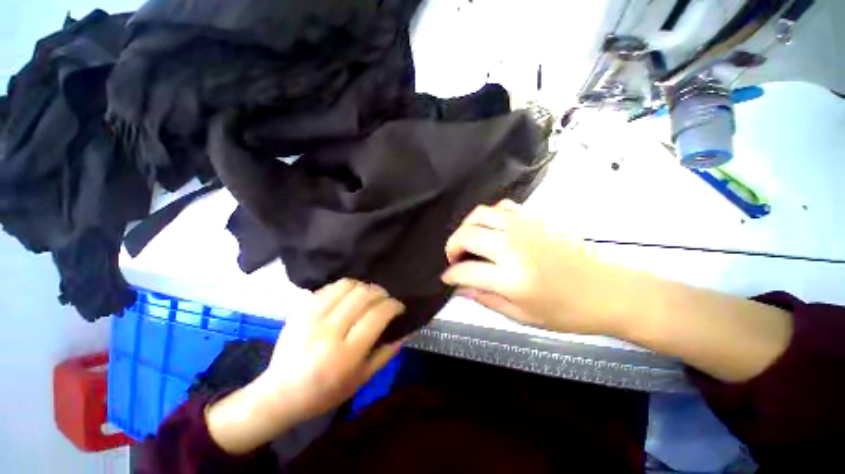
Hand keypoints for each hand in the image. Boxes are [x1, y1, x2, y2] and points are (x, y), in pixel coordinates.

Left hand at [207, 279, 404, 453]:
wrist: (280, 393)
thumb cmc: (324, 393)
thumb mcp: (360, 380)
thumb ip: (385, 355)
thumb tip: (404, 332)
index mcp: (345, 354)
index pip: (376, 315)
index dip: (393, 305)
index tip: (399, 306)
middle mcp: (329, 331)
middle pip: (363, 295)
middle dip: (381, 293)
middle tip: (385, 300)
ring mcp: (312, 318)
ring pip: (347, 285)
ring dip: (364, 287)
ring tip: (368, 296)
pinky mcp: (300, 310)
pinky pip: (329, 287)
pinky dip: (345, 287)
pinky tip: (349, 296)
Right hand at [442, 200, 637, 335]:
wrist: (609, 291)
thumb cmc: (568, 311)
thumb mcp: (523, 315)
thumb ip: (486, 299)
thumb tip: (460, 288)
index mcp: (511, 278)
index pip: (465, 271)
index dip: (450, 275)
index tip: (448, 277)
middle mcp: (514, 247)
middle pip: (467, 235)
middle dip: (452, 246)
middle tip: (456, 258)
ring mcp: (525, 228)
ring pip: (480, 214)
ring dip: (467, 227)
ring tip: (470, 241)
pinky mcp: (536, 218)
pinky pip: (502, 207)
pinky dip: (489, 216)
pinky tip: (493, 229)